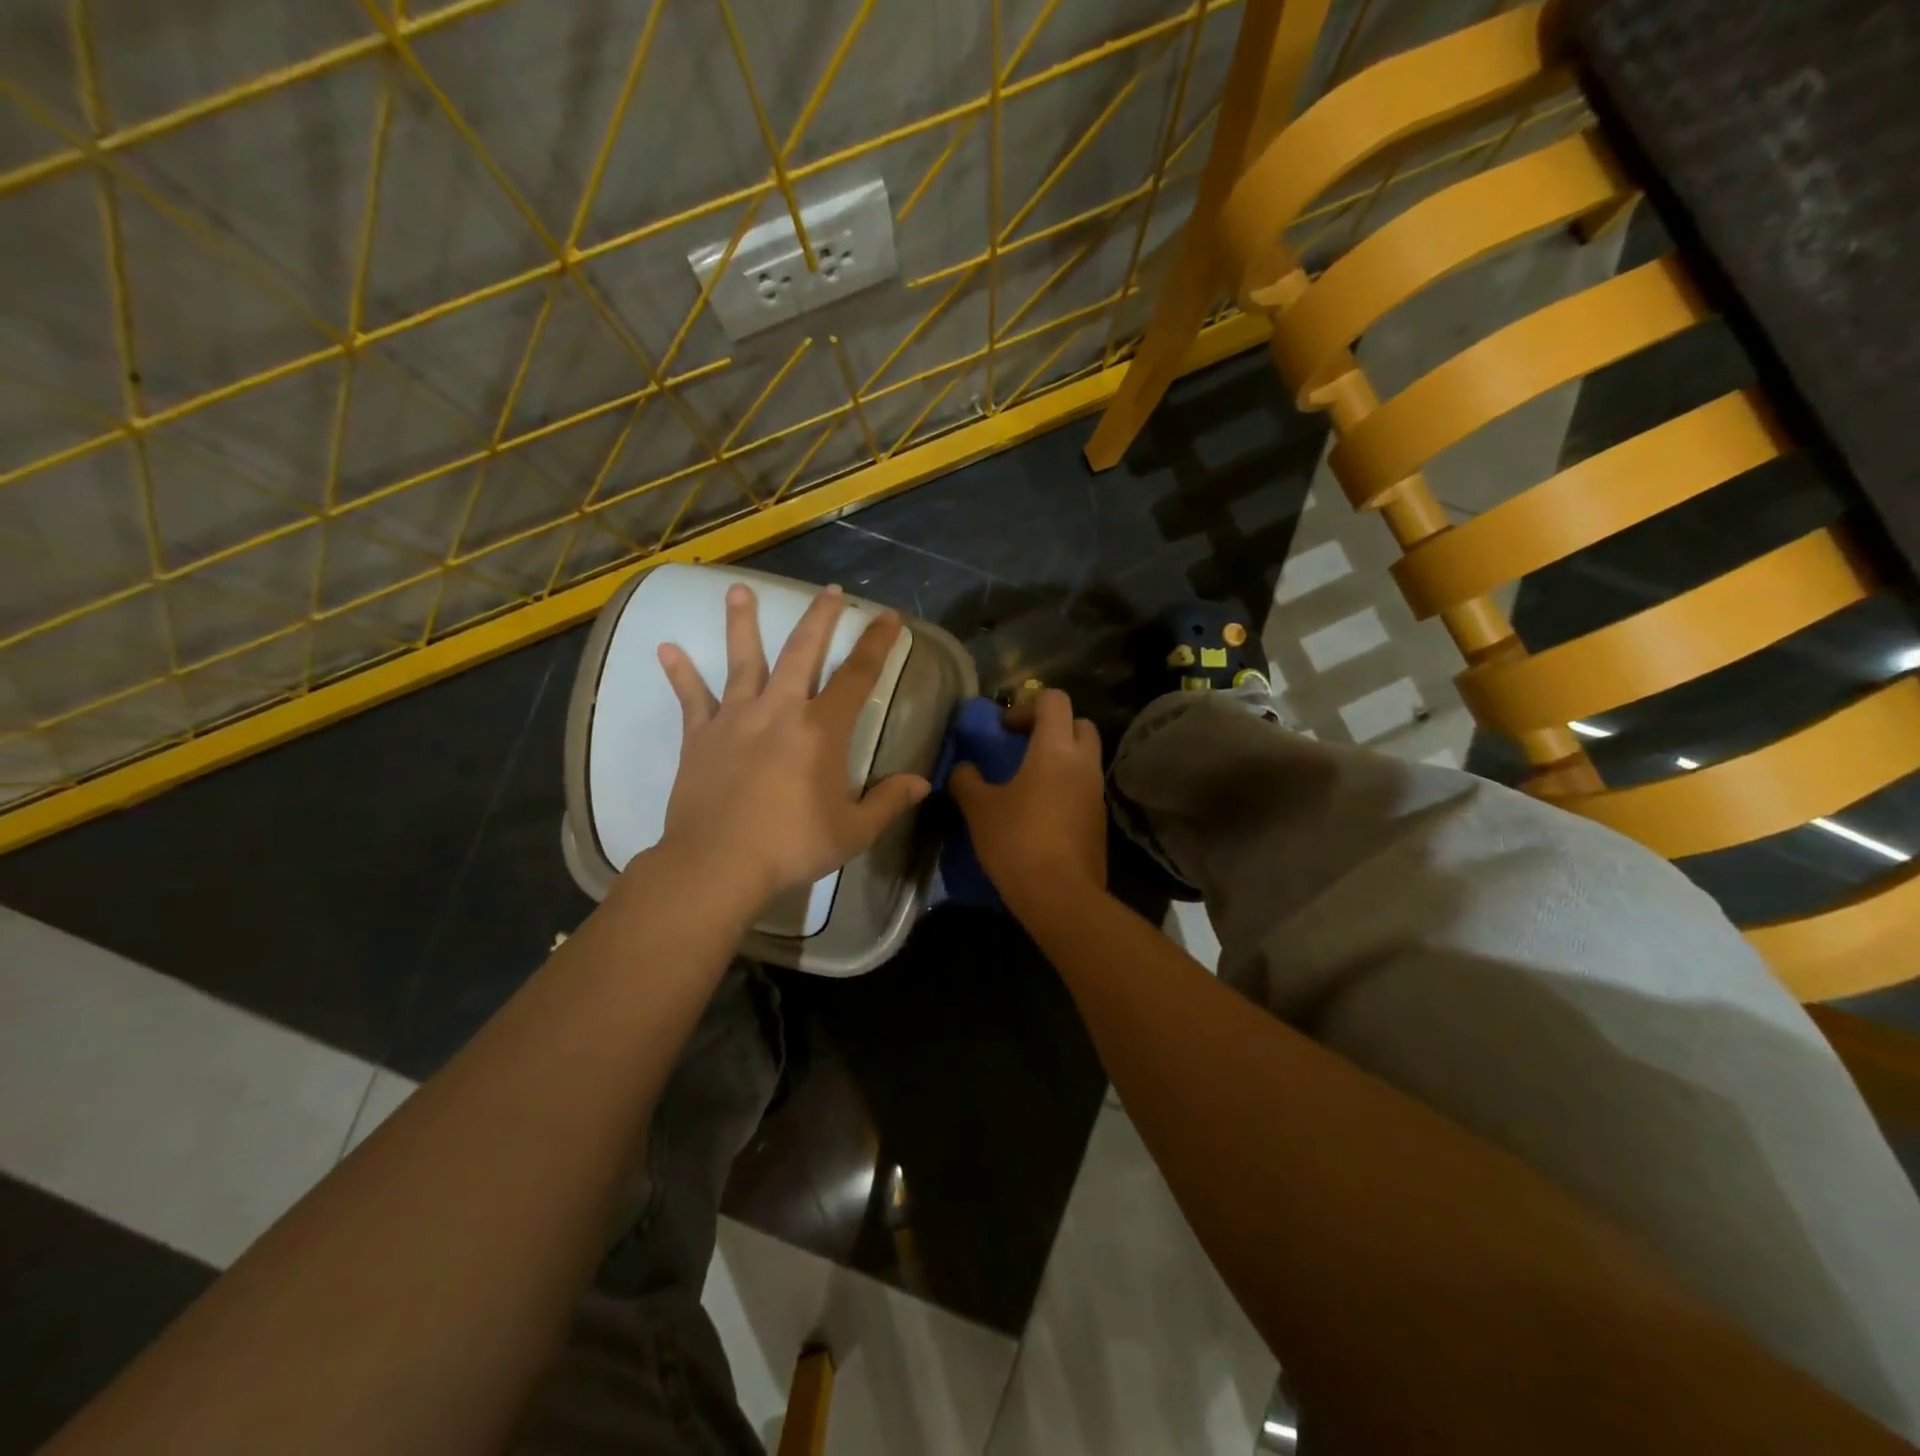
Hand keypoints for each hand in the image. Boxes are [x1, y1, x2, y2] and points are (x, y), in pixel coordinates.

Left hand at [653, 583, 930, 907]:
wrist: (718, 864)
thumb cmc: (791, 846)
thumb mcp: (852, 831)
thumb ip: (888, 802)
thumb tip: (921, 783)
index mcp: (821, 730)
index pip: (858, 675)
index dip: (876, 643)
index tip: (887, 616)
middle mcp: (779, 710)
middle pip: (801, 651)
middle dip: (819, 618)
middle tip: (829, 590)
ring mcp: (735, 718)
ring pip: (742, 661)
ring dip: (742, 623)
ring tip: (738, 590)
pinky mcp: (700, 736)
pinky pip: (691, 699)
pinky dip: (680, 674)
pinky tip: (666, 649)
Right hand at [949, 689, 1105, 907]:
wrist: (1060, 896)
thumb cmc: (1017, 841)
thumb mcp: (979, 809)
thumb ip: (967, 780)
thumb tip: (963, 769)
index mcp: (1056, 749)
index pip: (1054, 700)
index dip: (1027, 706)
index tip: (1004, 729)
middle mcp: (1083, 763)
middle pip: (1079, 724)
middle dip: (1052, 727)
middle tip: (1022, 746)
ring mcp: (1096, 792)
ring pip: (1085, 758)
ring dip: (1060, 759)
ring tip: (1027, 781)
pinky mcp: (1099, 820)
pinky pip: (1084, 788)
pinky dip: (1066, 787)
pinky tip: (1040, 812)